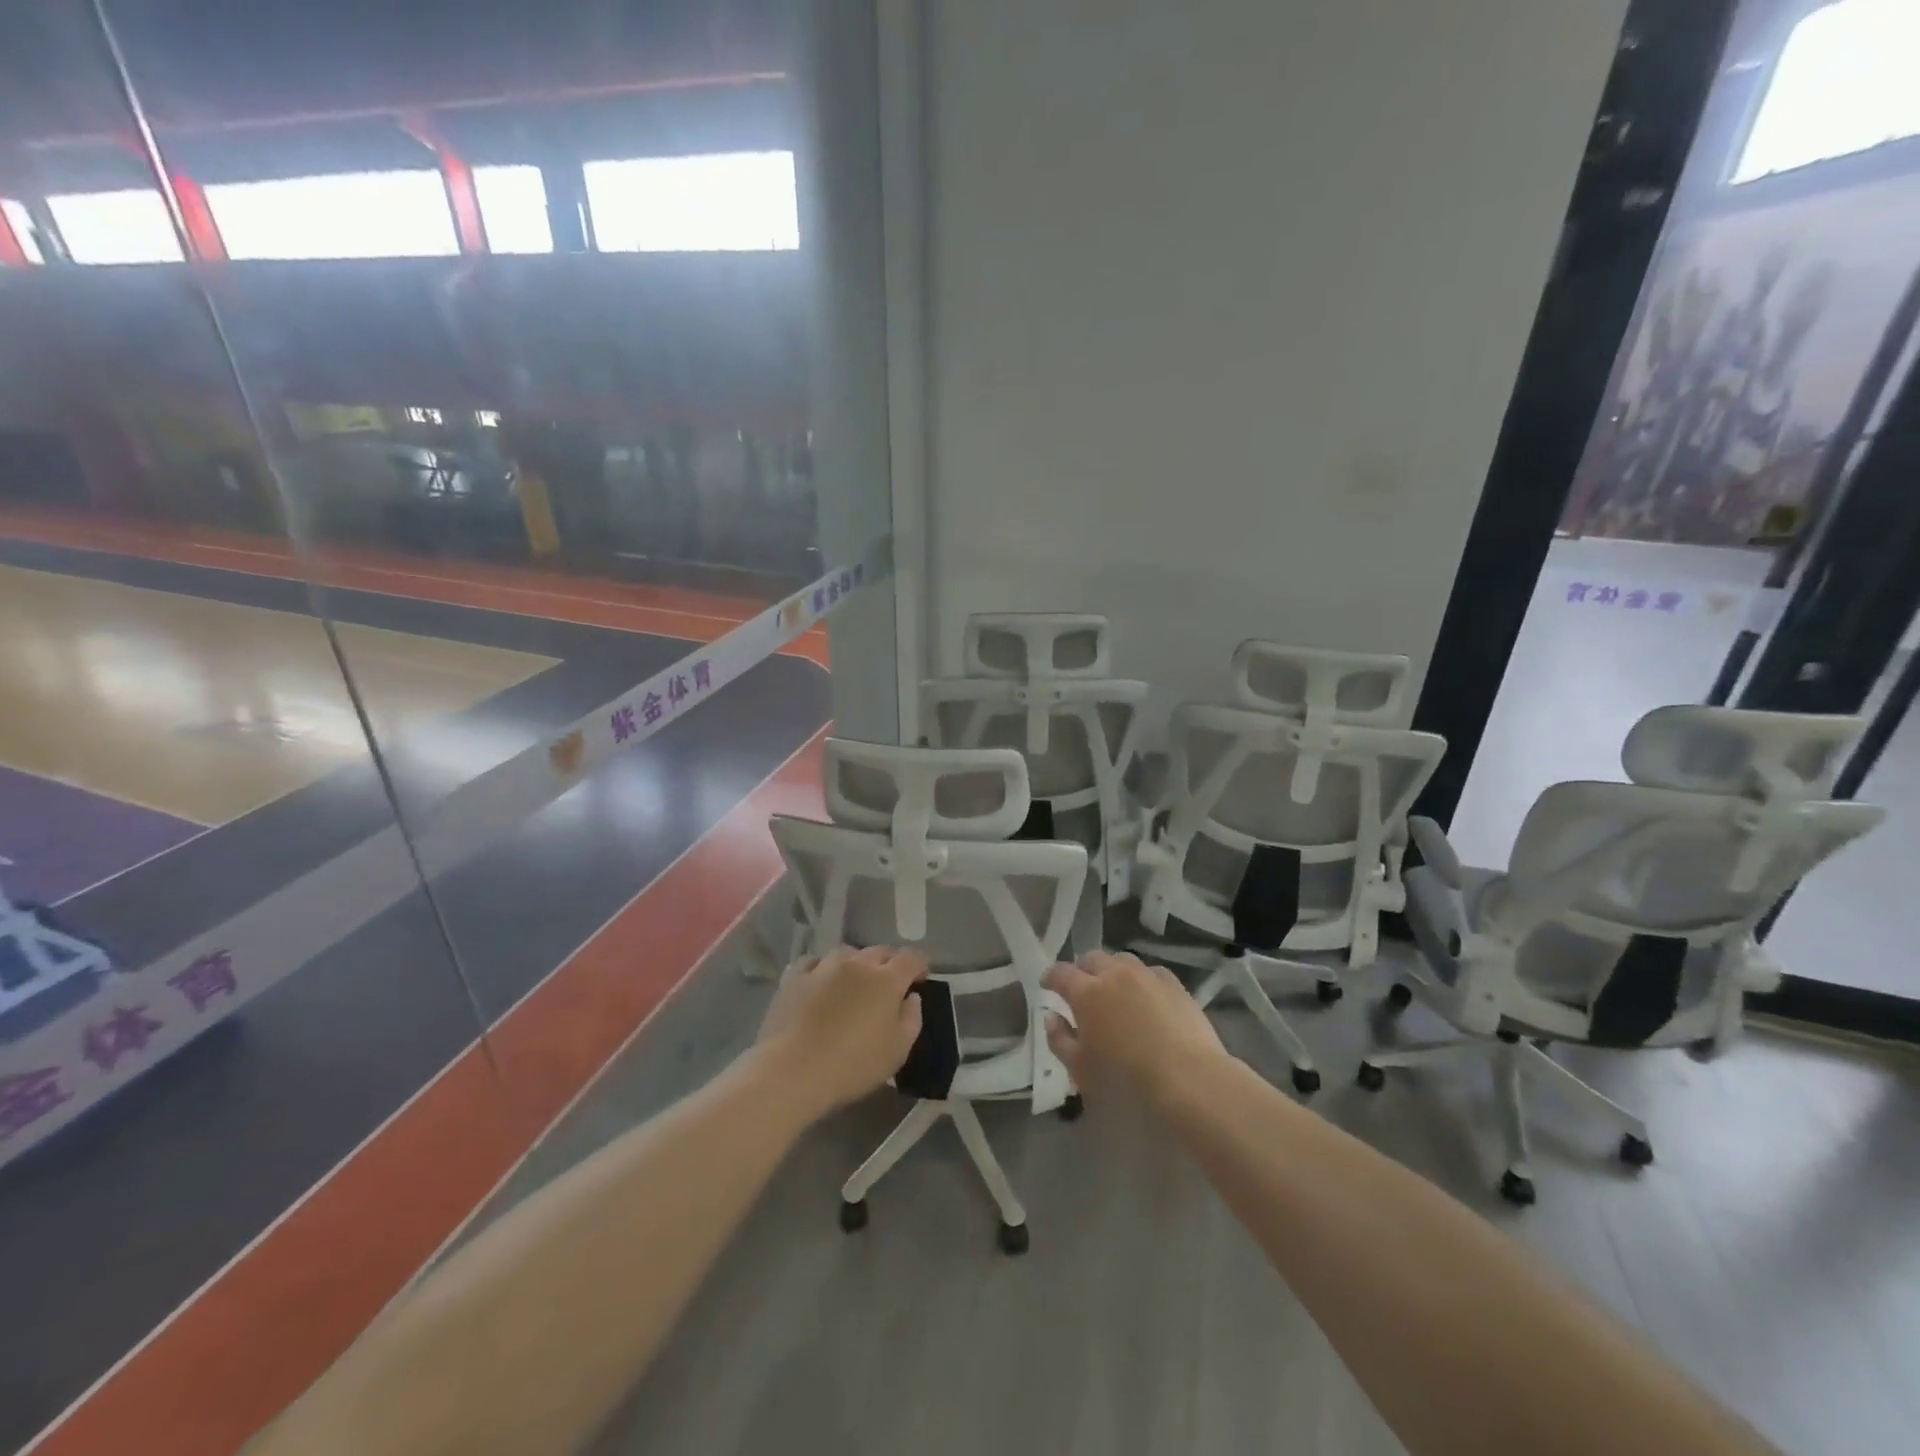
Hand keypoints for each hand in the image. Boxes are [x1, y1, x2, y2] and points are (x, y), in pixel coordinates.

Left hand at [755, 946, 926, 1122]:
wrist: (793, 1070)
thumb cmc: (853, 1065)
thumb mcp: (898, 1051)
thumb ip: (912, 1019)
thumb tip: (911, 997)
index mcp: (887, 979)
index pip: (911, 957)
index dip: (919, 965)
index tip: (920, 979)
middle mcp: (857, 964)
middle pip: (880, 951)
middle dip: (889, 963)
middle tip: (888, 985)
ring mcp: (824, 966)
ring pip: (847, 954)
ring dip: (856, 965)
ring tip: (853, 984)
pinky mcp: (795, 977)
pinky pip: (814, 963)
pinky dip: (822, 969)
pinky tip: (820, 983)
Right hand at [1043, 951, 1227, 1108]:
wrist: (1187, 1078)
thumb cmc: (1126, 1078)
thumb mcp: (1080, 1068)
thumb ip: (1059, 1039)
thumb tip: (1051, 1016)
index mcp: (1086, 992)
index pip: (1061, 973)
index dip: (1050, 976)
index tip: (1046, 984)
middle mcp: (1114, 975)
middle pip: (1092, 958)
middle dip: (1081, 968)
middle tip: (1079, 985)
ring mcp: (1147, 976)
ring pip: (1122, 959)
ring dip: (1111, 968)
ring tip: (1112, 986)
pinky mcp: (1174, 985)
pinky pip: (1151, 972)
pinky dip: (1141, 978)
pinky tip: (1145, 994)